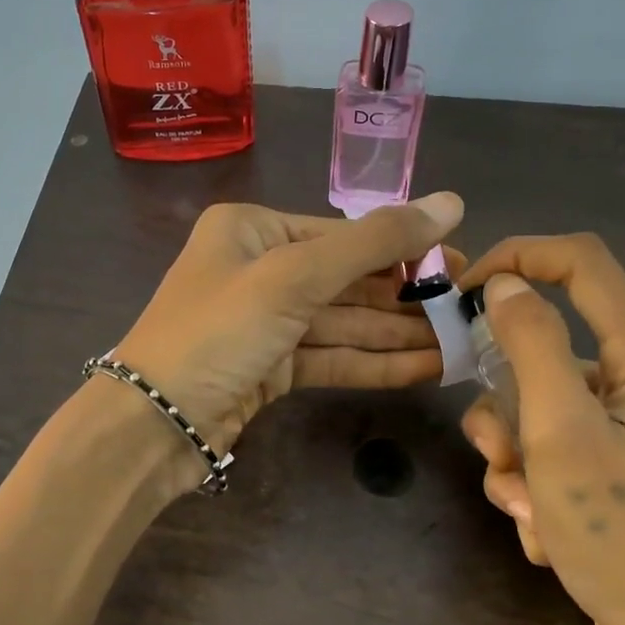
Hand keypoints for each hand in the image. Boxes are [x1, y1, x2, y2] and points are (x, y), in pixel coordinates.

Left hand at [113, 193, 464, 481]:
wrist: (154, 423)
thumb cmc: (218, 331)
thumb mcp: (294, 277)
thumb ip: (374, 244)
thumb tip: (452, 201)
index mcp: (252, 230)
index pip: (341, 234)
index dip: (403, 249)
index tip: (460, 262)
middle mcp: (258, 269)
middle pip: (346, 280)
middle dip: (405, 298)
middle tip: (469, 307)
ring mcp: (264, 323)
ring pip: (343, 324)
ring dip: (398, 336)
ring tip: (460, 343)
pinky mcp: (270, 369)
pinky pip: (330, 358)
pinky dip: (374, 364)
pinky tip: (426, 370)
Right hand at [458, 235, 624, 624]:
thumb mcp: (563, 436)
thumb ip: (532, 348)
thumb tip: (507, 287)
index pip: (583, 264)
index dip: (518, 258)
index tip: (462, 294)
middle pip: (551, 355)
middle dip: (509, 409)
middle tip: (501, 459)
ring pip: (547, 413)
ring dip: (519, 461)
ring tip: (530, 514)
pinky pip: (565, 455)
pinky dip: (543, 488)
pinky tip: (550, 537)